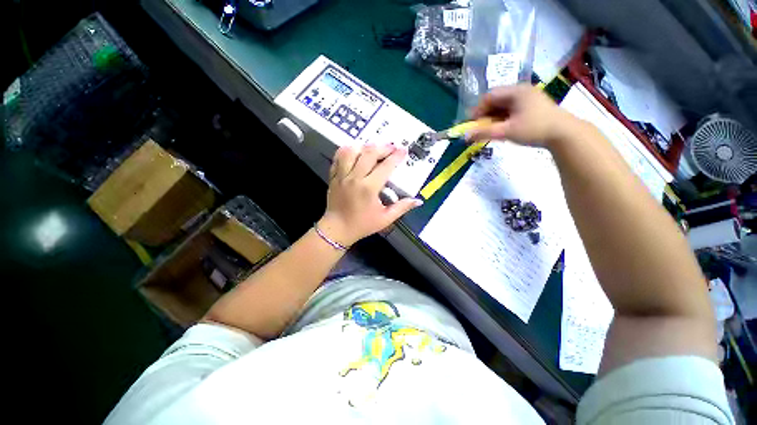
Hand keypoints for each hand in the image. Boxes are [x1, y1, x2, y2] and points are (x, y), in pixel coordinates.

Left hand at [317, 144, 422, 246]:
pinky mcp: (333, 176)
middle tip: (392, 147)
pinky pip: (338, 158)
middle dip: (383, 147)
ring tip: (373, 149)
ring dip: (364, 147)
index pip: (385, 166)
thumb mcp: (385, 219)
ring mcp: (342, 176)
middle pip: (369, 154)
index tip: (404, 150)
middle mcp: (354, 178)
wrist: (337, 229)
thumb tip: (418, 201)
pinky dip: (347, 151)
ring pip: (351, 151)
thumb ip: (402, 208)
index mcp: (369, 188)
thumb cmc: (362, 225)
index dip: (396, 157)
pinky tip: (355, 152)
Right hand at [466, 84, 578, 146]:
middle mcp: (522, 90)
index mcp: (515, 91)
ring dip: (494, 117)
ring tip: (491, 130)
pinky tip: (503, 128)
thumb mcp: (506, 132)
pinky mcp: (533, 105)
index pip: (489, 96)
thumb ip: (484, 133)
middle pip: (496, 100)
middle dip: (486, 114)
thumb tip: (465, 136)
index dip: (478, 110)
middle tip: (481, 129)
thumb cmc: (534, 129)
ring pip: (504, 105)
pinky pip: (512, 109)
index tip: (473, 124)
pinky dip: (504, 118)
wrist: (564, 134)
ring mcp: (529, 97)